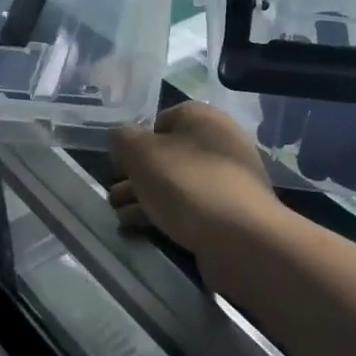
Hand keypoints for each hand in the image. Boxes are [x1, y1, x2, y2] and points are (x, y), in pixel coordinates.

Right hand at [109, 102, 280, 256]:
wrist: (241, 238)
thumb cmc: (188, 184)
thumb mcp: (143, 154)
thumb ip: (123, 139)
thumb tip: (120, 135)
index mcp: (203, 118)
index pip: (162, 119)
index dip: (135, 140)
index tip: (117, 163)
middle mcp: (219, 142)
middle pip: (168, 155)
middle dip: (137, 175)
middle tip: (113, 195)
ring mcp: (227, 179)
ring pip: (176, 184)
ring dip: (145, 198)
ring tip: (119, 216)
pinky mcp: (229, 213)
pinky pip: (189, 208)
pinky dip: (164, 216)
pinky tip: (139, 231)